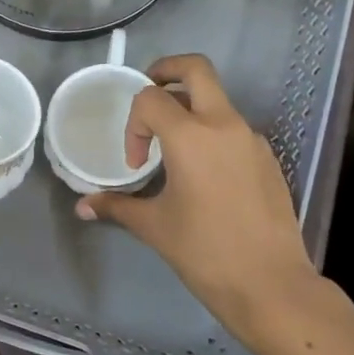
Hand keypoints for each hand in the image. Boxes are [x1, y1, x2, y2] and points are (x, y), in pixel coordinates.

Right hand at [75, 55, 320, 354]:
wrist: (271, 285)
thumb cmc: (205, 252)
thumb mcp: (154, 226)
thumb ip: (116, 206)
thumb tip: (82, 207)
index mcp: (191, 136)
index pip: (151, 98)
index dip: (134, 125)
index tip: (136, 164)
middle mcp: (224, 125)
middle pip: (196, 69)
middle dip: (167, 71)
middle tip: (150, 95)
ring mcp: (251, 139)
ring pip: (217, 100)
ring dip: (191, 109)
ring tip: (175, 151)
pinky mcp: (267, 158)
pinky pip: (234, 129)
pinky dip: (212, 135)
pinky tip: (206, 177)